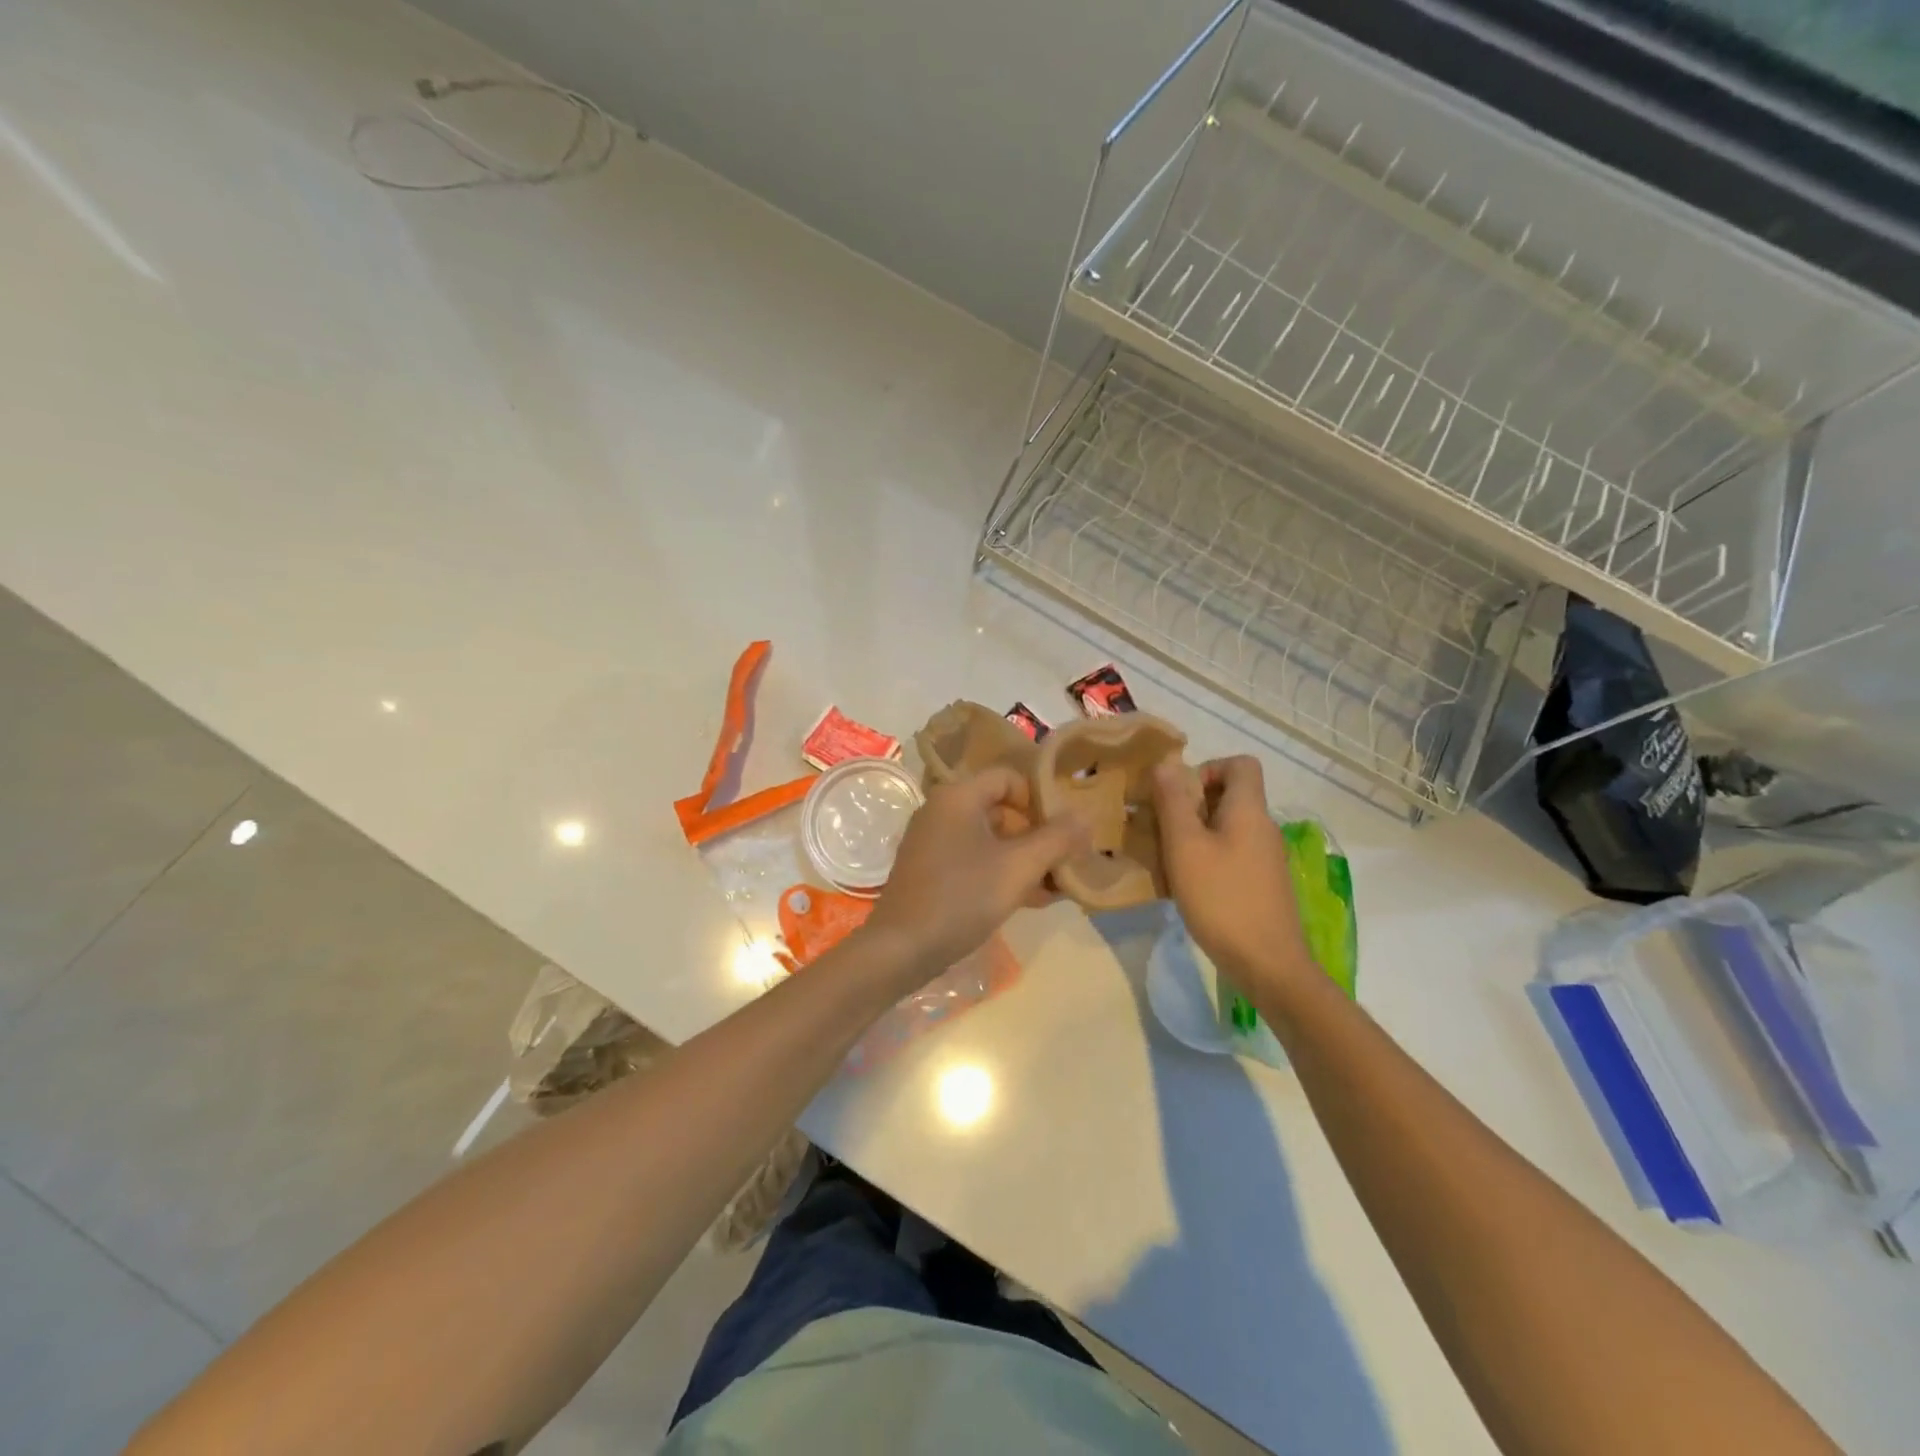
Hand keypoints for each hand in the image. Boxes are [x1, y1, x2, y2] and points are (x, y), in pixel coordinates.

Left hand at [860, 767, 1088, 983]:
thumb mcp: (1019, 867)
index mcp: (958, 796)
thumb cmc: (962, 897)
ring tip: (1056, 887)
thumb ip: (1056, 839)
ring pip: (990, 839)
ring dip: (1025, 859)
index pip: (1009, 777)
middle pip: (1001, 809)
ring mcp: (933, 841)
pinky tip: (1030, 900)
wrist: (902, 948)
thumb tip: (1084, 817)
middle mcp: (941, 810)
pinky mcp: (930, 870)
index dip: (1040, 799)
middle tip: (1066, 861)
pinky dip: (1002, 872)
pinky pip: (974, 859)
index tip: (1062, 830)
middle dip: (1038, 835)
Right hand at [1152, 756, 1313, 990]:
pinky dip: (1207, 858)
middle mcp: (1263, 827)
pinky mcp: (1262, 884)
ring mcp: (1266, 858)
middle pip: (1230, 795)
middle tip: (1162, 828)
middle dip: (1192, 804)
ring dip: (1195, 833)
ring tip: (1167, 858)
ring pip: (1227, 827)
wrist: (1268, 964)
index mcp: (1249, 810)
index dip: (1208, 768)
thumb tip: (1166, 763)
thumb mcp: (1185, 847)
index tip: (1179, 795)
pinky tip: (1187, 884)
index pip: (1241, 764)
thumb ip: (1173, 802)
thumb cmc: (1222, 899)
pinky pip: (1232, 853)